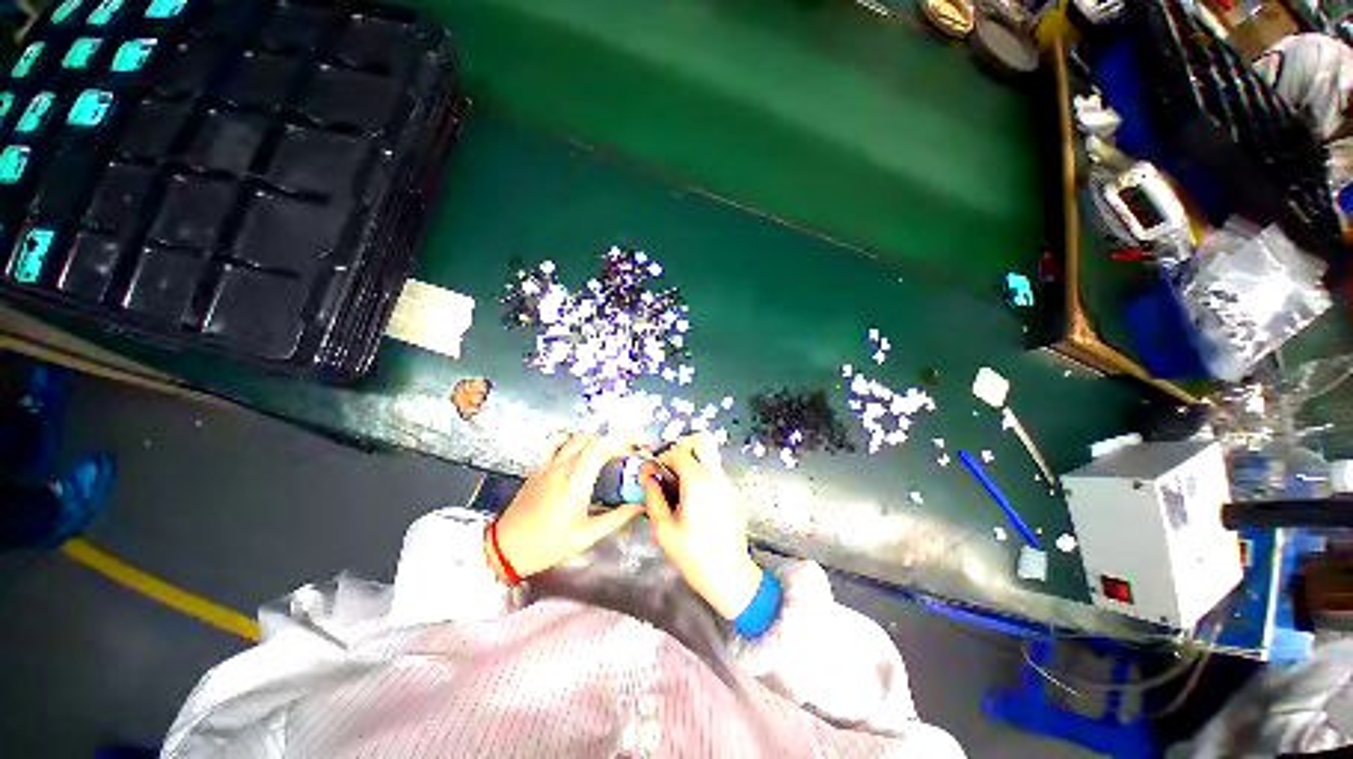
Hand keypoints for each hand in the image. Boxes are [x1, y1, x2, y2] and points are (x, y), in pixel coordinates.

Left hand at [489, 433, 644, 580]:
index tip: (630, 451)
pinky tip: (577, 448)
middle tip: (622, 455)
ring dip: (594, 440)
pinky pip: (555, 441)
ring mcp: (547, 466)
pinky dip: (570, 438)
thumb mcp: (586, 536)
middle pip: (590, 439)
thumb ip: (616, 518)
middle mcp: (561, 469)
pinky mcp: (538, 467)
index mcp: (574, 486)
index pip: (598, 449)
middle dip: (611, 442)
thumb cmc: (547, 545)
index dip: (618, 443)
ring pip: (575, 437)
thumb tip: (639, 506)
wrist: (506, 548)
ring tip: (604, 453)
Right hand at [642, 433, 762, 618]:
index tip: (654, 470)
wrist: (730, 576)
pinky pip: (716, 475)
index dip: (663, 456)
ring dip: (692, 464)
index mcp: (698, 482)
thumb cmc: (694, 555)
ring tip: (678, 488)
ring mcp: (728, 485)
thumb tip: (648, 478)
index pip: (680, 452)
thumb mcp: (664, 529)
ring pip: (709, 458)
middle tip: (669, 467)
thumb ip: (653, 497)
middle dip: (683, 448)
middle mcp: (716, 477)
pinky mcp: (734, 495)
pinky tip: (694, 501)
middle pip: (702, 442)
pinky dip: (702, 477)